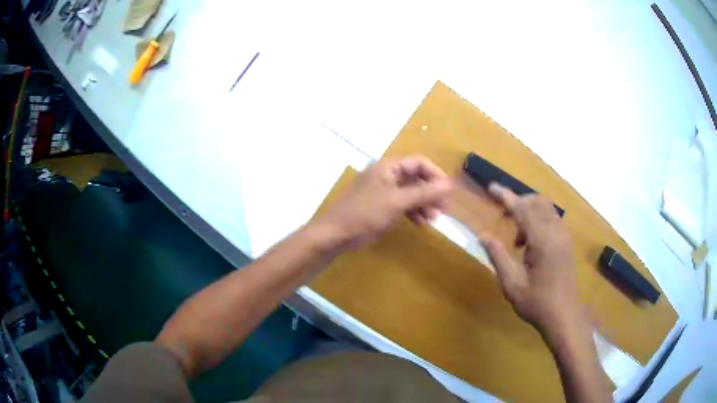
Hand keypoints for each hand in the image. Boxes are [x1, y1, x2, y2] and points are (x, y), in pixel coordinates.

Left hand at [320, 156, 451, 247]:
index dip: (436, 175)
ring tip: (433, 219)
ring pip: (411, 192)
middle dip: (431, 192)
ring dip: (424, 204)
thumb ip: (424, 193)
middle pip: (417, 178)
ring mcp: (384, 191)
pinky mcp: (382, 206)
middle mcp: (387, 175)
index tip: (448, 192)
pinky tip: (420, 223)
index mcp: (389, 167)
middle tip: (443, 209)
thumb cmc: (365, 213)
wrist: (337, 233)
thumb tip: (450, 185)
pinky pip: (403, 204)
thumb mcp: (397, 202)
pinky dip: (413, 212)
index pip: (419, 163)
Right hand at [481, 183, 582, 336]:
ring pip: (546, 208)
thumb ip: (498, 255)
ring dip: (529, 212)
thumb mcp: (512, 283)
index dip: (505, 196)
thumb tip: (482, 235)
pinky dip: (539, 220)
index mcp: (542, 240)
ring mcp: (564, 235)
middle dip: (518, 202)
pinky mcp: (567, 242)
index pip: (522, 209)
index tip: (491, 187)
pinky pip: (552, 218)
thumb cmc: (536, 302)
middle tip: (503, 218)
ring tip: (517, 238)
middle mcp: (555, 231)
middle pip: (536, 202)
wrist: (564, 315)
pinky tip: (531, 243)